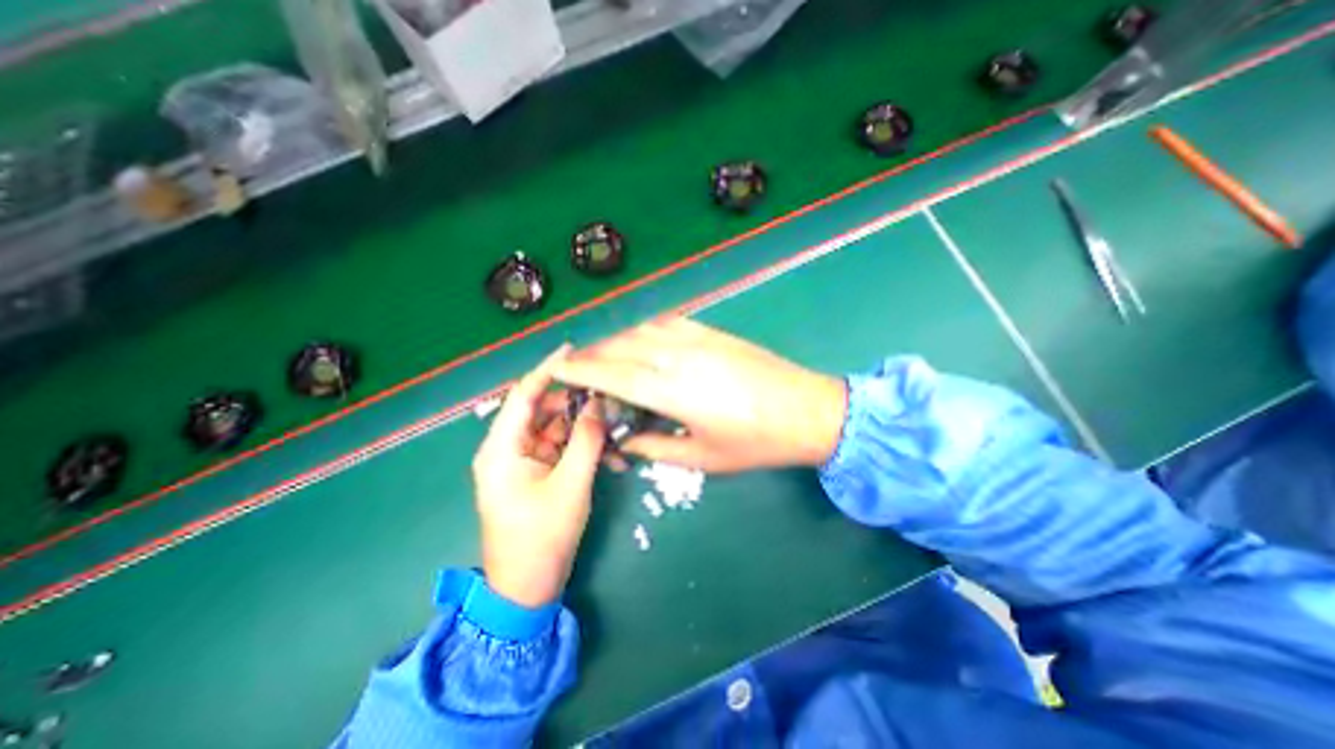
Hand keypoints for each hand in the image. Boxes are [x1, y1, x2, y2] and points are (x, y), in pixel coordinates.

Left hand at [471, 345, 607, 608]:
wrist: (527, 587)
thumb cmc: (542, 537)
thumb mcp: (571, 485)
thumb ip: (586, 440)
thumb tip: (597, 404)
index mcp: (502, 448)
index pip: (524, 395)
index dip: (548, 369)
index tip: (572, 349)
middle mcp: (507, 449)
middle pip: (543, 411)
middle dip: (576, 404)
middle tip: (609, 400)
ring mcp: (522, 462)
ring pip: (555, 430)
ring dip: (585, 430)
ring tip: (616, 432)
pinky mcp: (535, 473)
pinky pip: (560, 449)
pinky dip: (582, 449)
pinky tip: (611, 459)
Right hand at [553, 316, 843, 470]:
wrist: (807, 409)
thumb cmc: (755, 442)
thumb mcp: (703, 457)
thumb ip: (656, 447)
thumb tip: (627, 441)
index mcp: (672, 390)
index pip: (612, 374)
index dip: (580, 369)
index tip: (556, 367)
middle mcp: (678, 356)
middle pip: (621, 346)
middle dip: (591, 352)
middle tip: (573, 363)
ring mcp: (697, 338)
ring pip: (641, 329)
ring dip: (615, 338)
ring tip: (602, 352)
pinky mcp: (712, 331)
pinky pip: (666, 322)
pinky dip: (643, 328)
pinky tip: (639, 338)